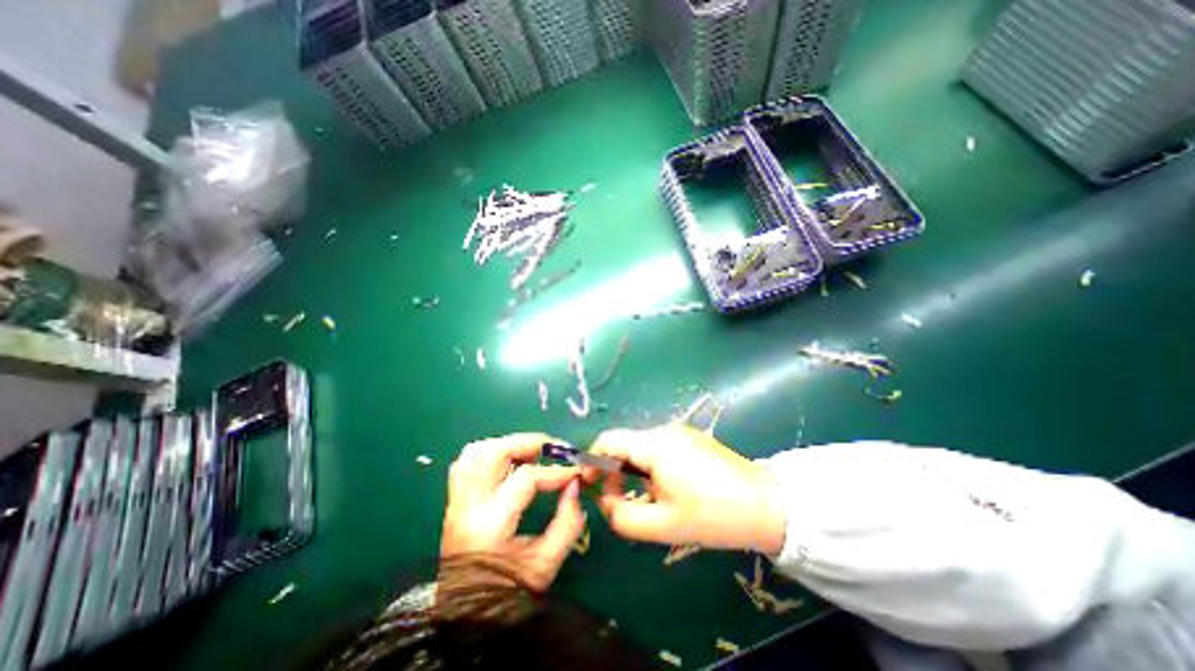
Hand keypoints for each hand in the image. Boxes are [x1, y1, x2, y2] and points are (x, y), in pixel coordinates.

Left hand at [441, 433, 586, 587]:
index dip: (556, 471)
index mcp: (489, 526)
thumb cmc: (509, 594)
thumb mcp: (546, 564)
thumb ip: (567, 523)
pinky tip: (509, 461)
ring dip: (508, 444)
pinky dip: (491, 453)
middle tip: (553, 450)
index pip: (525, 479)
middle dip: (528, 443)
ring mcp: (456, 502)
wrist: (466, 618)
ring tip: (532, 452)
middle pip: (493, 453)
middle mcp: (467, 507)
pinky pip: (467, 462)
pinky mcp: (454, 501)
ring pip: (476, 452)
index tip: (576, 472)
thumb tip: (575, 485)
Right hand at [585, 424, 789, 554]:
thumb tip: (604, 501)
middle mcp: (665, 431)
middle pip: (625, 443)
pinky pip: (659, 448)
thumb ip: (622, 516)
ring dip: (633, 470)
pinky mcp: (692, 439)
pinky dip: (650, 466)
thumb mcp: (662, 525)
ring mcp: (680, 433)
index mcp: (655, 445)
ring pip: (642, 447)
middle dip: (613, 470)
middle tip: (617, 500)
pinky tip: (667, 488)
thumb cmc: (713, 516)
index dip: (592, 460)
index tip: (589, 485)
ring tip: (648, 498)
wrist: (767, 505)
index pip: (609, 440)